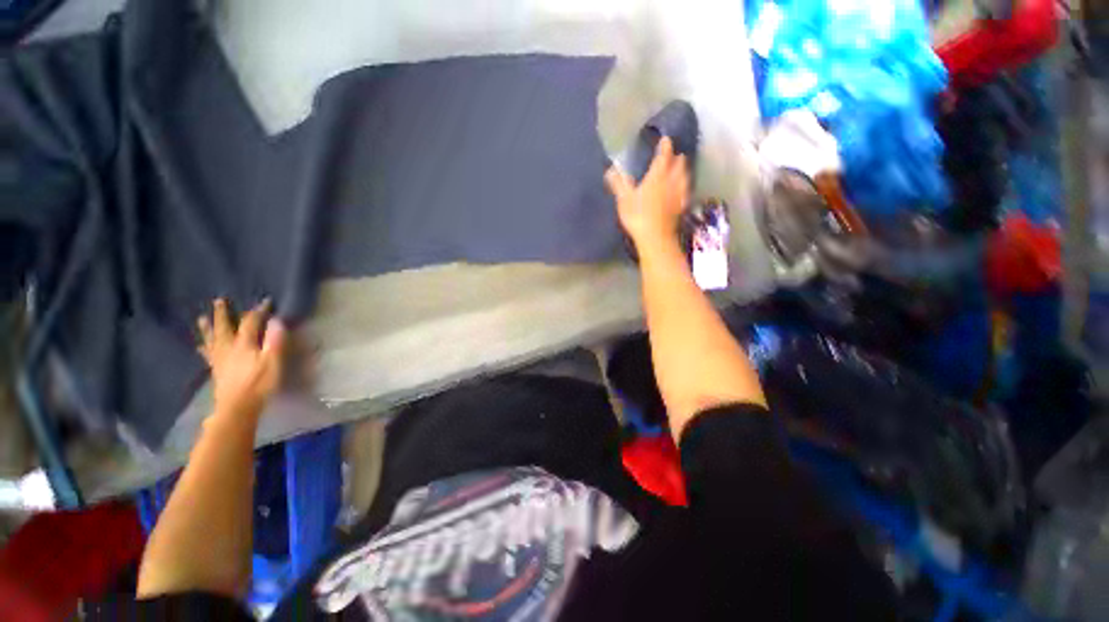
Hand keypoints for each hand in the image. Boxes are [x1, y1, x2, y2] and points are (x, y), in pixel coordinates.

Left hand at [197, 298, 285, 420]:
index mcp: (244, 344)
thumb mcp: (273, 361)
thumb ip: (275, 341)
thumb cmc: (260, 383)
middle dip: (223, 313)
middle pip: (224, 327)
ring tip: (202, 318)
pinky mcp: (217, 369)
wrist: (238, 407)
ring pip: (212, 338)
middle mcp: (229, 347)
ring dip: (208, 327)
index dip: (258, 311)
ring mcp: (220, 359)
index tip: (266, 302)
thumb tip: (276, 320)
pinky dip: (204, 348)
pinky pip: (207, 354)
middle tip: (219, 300)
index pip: (251, 322)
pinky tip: (200, 346)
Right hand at [605, 136, 689, 253]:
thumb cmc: (638, 216)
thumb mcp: (624, 199)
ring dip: (683, 170)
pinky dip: (685, 187)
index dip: (665, 146)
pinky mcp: (681, 207)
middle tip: (674, 154)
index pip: (663, 156)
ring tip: (681, 168)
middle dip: (677, 157)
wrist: (655, 237)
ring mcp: (678, 195)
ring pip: (685, 177)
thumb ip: (619, 183)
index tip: (666, 139)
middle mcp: (671, 182)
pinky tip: (683, 190)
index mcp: (657, 176)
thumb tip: (611, 170)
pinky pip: (686, 192)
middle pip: (679, 165)